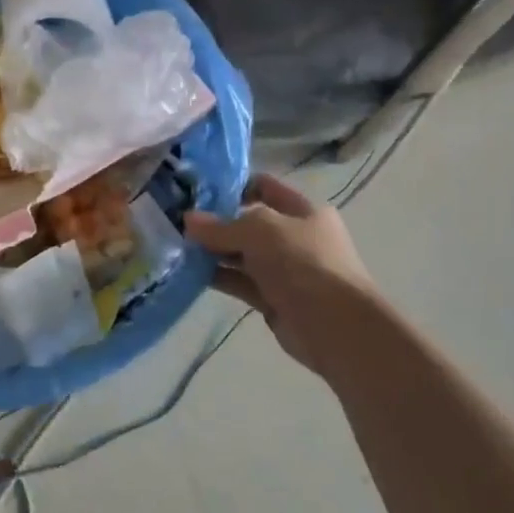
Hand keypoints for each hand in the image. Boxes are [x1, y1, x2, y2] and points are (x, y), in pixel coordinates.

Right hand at [186, 175, 379, 377]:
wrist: (336, 326)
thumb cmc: (303, 263)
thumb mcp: (260, 232)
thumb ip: (222, 226)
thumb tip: (188, 219)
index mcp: (303, 210)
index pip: (264, 187)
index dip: (233, 186)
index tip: (197, 191)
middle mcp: (295, 237)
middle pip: (250, 223)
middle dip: (217, 222)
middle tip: (178, 222)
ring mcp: (285, 270)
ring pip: (243, 255)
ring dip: (214, 252)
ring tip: (178, 247)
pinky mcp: (273, 299)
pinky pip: (241, 283)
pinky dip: (219, 277)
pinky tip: (191, 273)